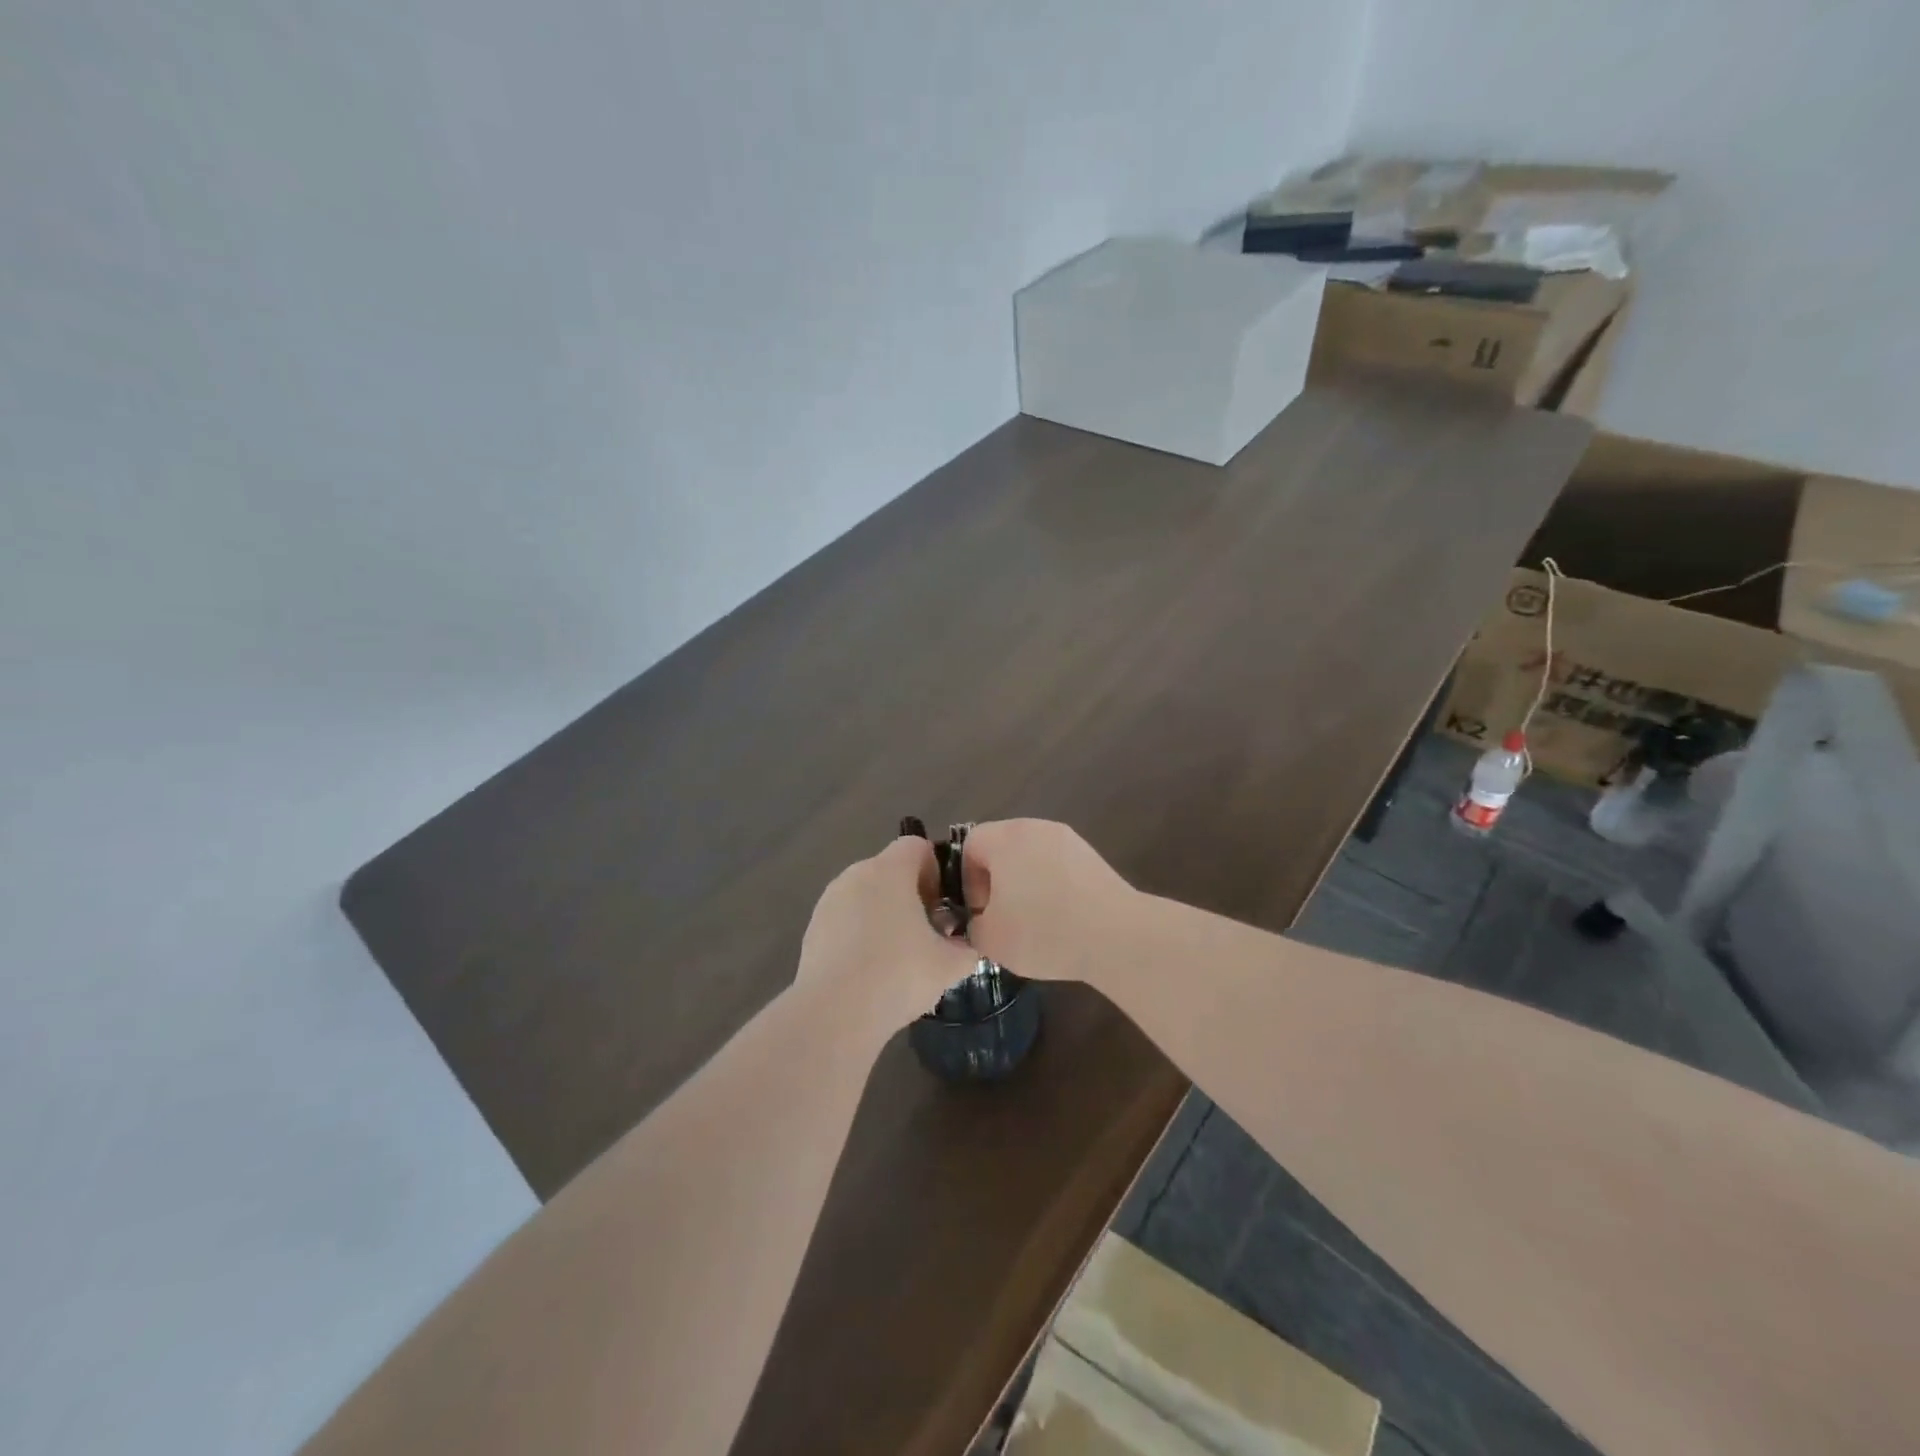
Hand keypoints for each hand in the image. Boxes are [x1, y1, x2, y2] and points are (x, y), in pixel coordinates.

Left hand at [795, 837, 980, 1043]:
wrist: (835, 1012)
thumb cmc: (899, 974)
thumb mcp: (951, 964)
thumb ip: (966, 947)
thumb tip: (964, 946)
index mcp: (890, 870)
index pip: (917, 846)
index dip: (935, 870)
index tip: (942, 905)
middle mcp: (856, 874)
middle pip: (890, 871)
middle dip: (910, 896)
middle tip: (926, 935)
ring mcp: (829, 901)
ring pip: (865, 896)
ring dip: (883, 916)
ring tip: (897, 959)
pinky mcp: (813, 929)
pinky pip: (845, 921)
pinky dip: (859, 936)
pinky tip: (869, 972)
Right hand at [959, 820, 1139, 986]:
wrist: (1116, 936)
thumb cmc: (1043, 931)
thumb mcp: (990, 939)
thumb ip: (972, 925)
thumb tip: (981, 920)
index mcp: (1005, 838)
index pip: (970, 844)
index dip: (967, 879)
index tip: (981, 911)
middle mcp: (1035, 828)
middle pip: (1002, 847)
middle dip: (996, 882)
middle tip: (1002, 917)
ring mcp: (1068, 839)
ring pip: (1031, 857)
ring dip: (1025, 885)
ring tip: (1033, 922)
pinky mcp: (1092, 857)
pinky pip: (1058, 867)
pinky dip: (1052, 887)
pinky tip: (1061, 920)